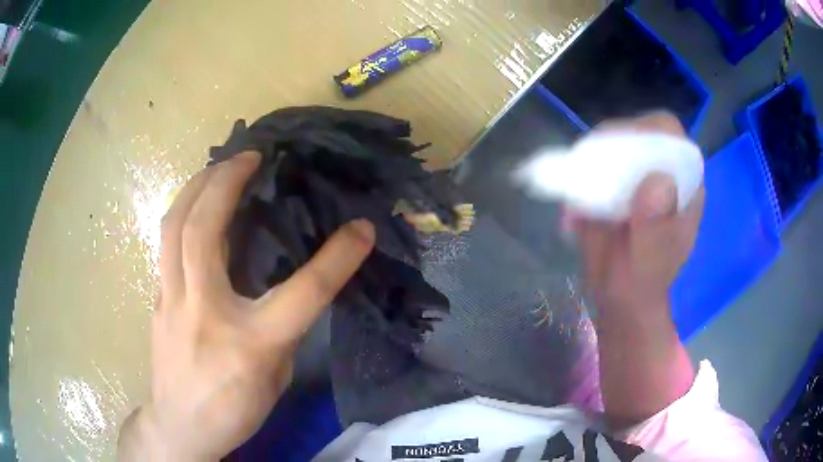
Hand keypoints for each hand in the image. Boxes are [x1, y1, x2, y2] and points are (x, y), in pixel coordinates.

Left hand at [117, 151, 374, 460]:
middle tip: (249, 156)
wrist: (180, 427)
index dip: (338, 256)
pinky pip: (165, 243)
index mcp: (250, 341)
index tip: (361, 227)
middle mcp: (204, 310)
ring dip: (195, 186)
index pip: (302, 292)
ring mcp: (171, 300)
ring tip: (217, 167)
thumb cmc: (233, 410)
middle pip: (204, 229)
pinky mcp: (157, 298)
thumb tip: (291, 287)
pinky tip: (194, 207)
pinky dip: (181, 213)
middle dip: (226, 180)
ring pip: (172, 226)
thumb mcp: (275, 377)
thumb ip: (283, 328)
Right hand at [569, 112, 704, 425]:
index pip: (669, 134)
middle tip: (584, 181)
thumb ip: (655, 230)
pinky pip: (599, 171)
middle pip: (636, 136)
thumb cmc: (641, 294)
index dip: (641, 132)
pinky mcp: (621, 191)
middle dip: (606, 149)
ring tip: (577, 207)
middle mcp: (666, 177)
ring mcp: (642, 181)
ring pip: (614, 150)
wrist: (622, 308)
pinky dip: (581, 185)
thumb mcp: (648, 270)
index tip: (611, 153)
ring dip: (589, 169)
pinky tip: (575, 217)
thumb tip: (656, 183)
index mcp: (685, 188)